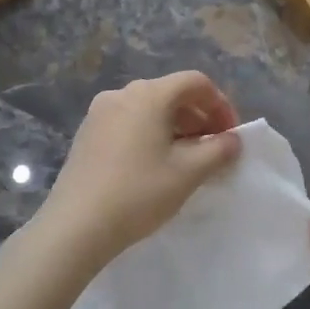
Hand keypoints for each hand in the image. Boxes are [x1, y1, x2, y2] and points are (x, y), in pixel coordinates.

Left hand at [36, 71, 242, 271]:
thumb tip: (233, 140)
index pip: (195, 82)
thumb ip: (219, 150)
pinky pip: (129, 123)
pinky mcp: (87, 134)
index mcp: (149, 95)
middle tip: (213, 150)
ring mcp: (99, 113)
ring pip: (149, 109)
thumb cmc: (139, 193)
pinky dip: (150, 135)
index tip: (230, 136)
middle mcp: (122, 94)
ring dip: (175, 127)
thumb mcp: (188, 173)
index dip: (220, 105)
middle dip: (199, 117)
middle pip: (171, 93)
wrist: (76, 225)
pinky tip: (154, 165)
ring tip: (186, 160)